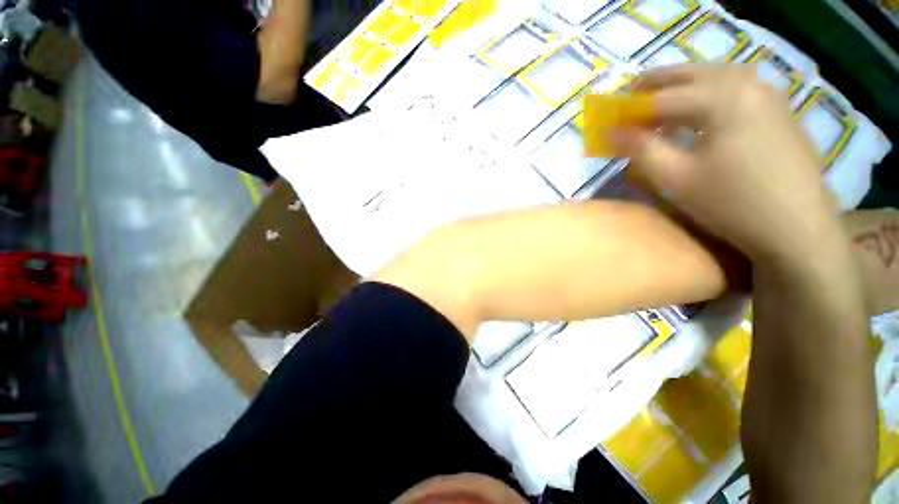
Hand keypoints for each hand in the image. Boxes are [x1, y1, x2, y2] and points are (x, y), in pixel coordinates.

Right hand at [618, 64, 838, 264]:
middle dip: (654, 84)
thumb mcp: (675, 179)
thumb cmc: (733, 203)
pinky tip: (700, 109)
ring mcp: (768, 94)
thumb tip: (613, 132)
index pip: (661, 98)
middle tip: (628, 100)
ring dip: (683, 84)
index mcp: (721, 98)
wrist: (798, 229)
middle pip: (690, 73)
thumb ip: (641, 149)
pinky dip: (708, 91)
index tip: (608, 123)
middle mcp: (747, 83)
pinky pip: (735, 87)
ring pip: (714, 75)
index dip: (629, 111)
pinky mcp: (778, 110)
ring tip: (660, 103)